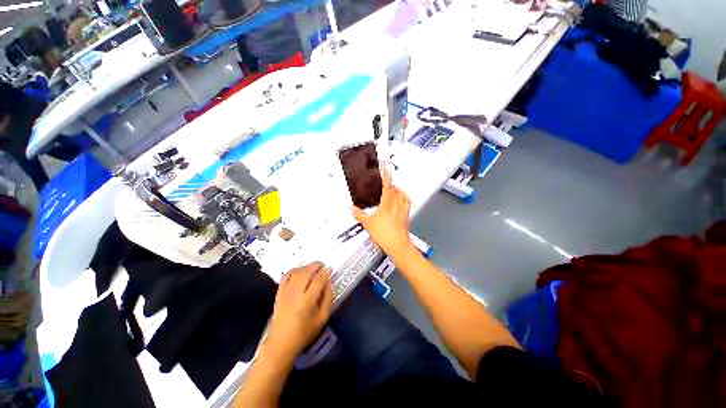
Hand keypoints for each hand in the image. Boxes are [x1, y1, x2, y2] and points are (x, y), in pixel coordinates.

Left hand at [265, 262, 332, 359]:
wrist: (281, 342)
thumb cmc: (304, 332)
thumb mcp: (322, 318)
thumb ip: (327, 298)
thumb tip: (328, 282)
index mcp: (307, 301)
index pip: (318, 280)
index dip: (325, 272)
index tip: (330, 269)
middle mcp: (296, 293)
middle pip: (306, 272)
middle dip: (316, 265)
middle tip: (322, 265)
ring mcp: (285, 292)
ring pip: (297, 272)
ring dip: (306, 267)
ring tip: (313, 268)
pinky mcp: (279, 292)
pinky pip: (286, 276)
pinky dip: (294, 270)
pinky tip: (300, 271)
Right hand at [352, 169, 413, 256]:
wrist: (397, 245)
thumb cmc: (383, 234)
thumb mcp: (367, 224)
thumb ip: (358, 214)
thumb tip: (351, 208)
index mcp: (387, 205)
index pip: (387, 187)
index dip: (386, 177)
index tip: (386, 169)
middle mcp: (396, 205)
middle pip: (396, 190)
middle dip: (391, 184)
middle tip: (386, 183)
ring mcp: (403, 210)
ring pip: (403, 195)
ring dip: (398, 190)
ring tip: (394, 190)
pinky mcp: (407, 215)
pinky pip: (407, 202)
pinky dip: (404, 198)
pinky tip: (401, 200)